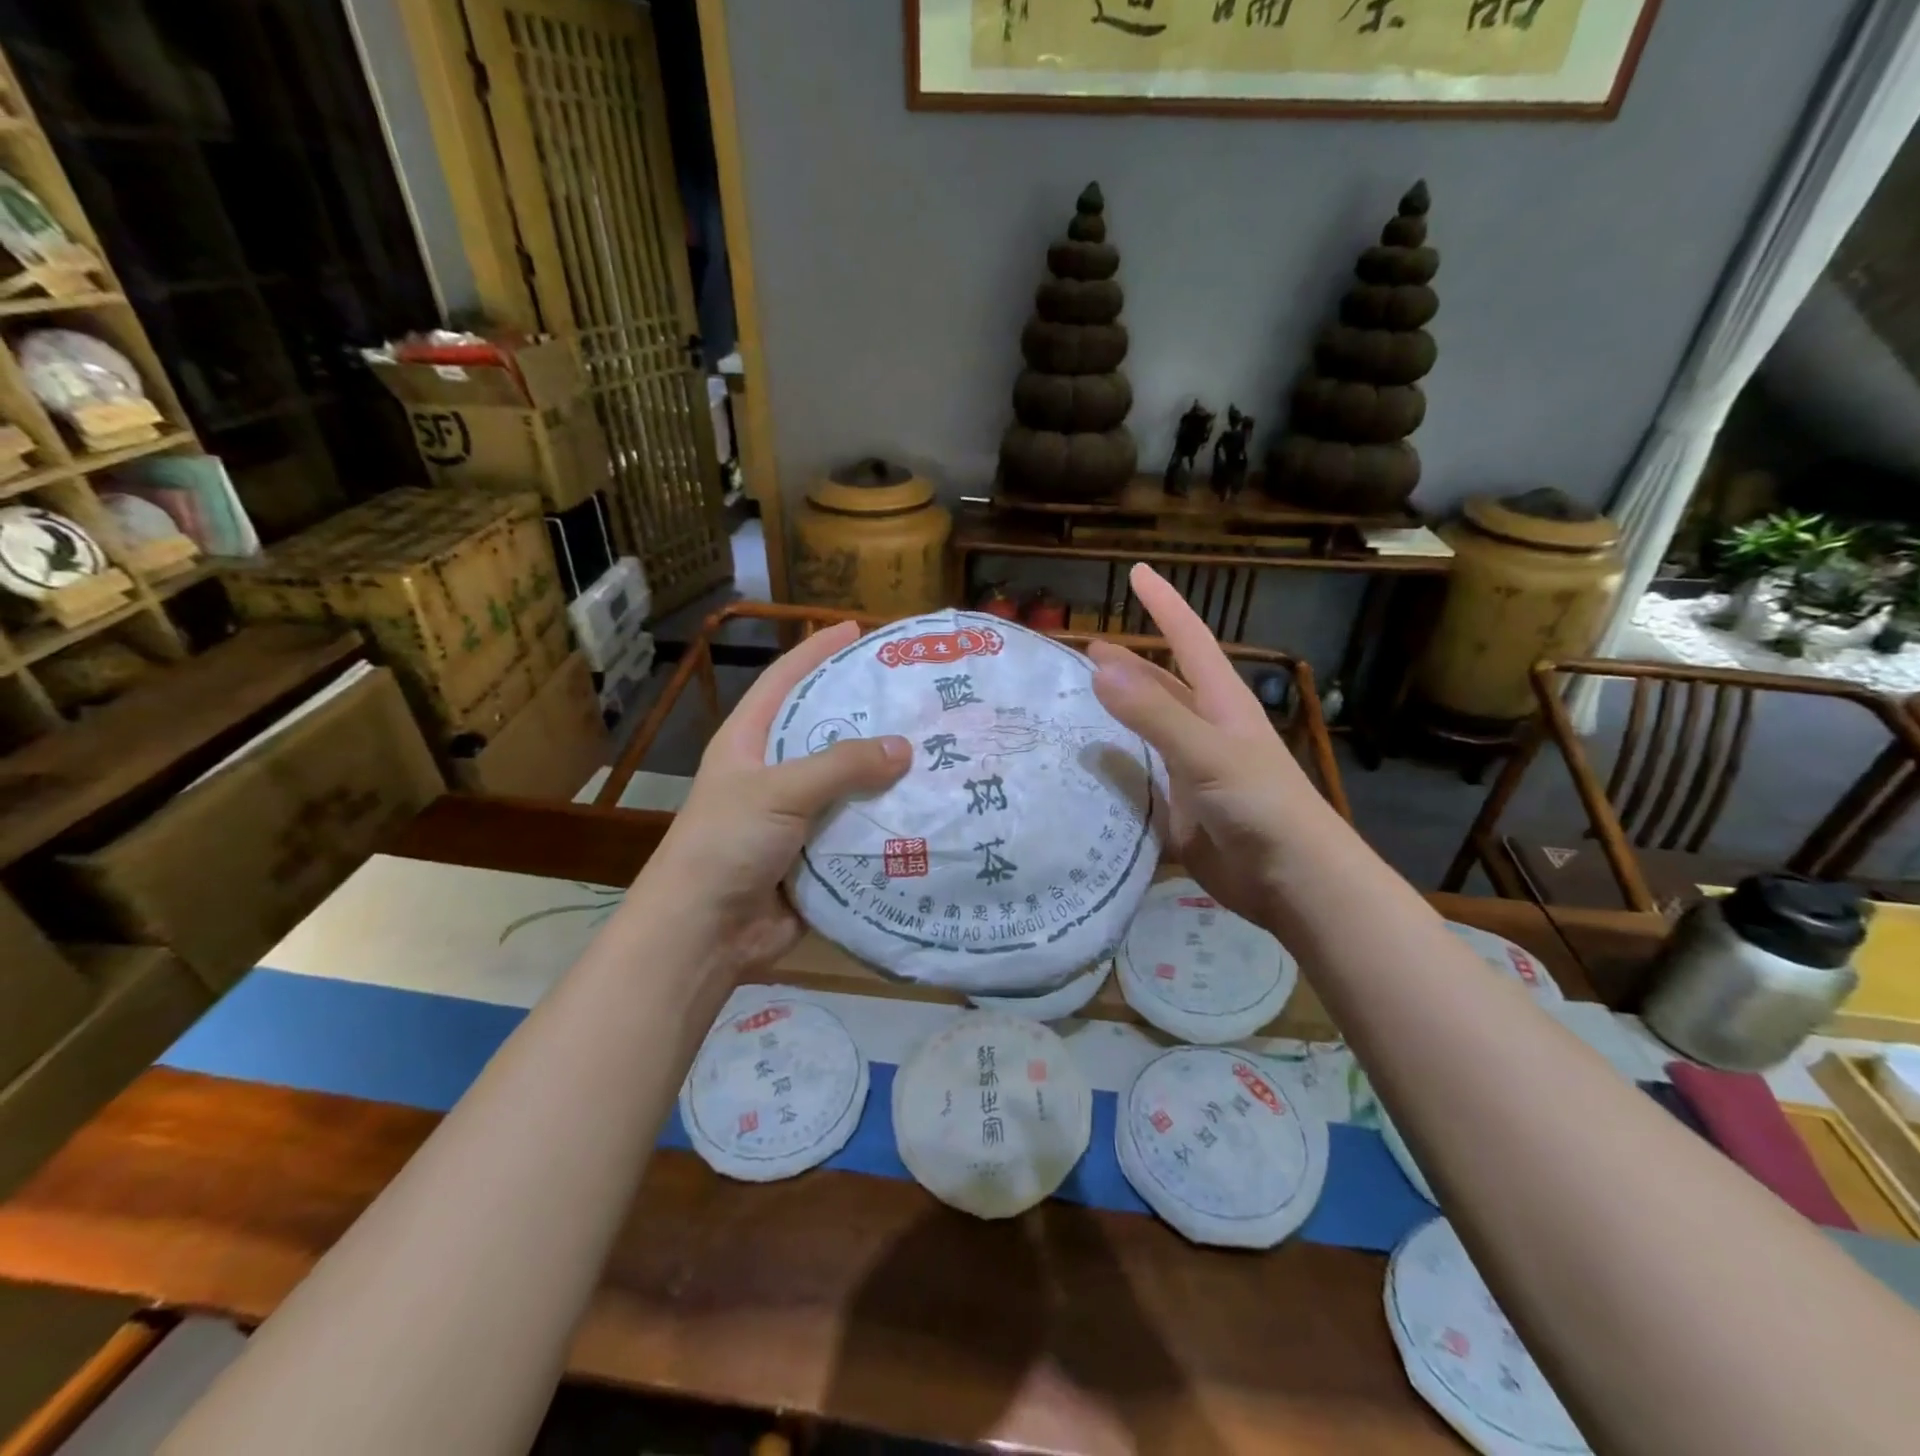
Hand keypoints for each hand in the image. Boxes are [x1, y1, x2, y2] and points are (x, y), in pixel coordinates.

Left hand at [640, 621, 910, 978]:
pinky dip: (889, 821)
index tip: (856, 629)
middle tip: (918, 696)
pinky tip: (929, 808)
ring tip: (938, 748)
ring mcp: (798, 816)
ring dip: (887, 773)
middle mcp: (775, 773)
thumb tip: (904, 747)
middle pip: (827, 731)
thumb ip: (841, 765)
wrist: (704, 935)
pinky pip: (860, 828)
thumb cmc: (726, 845)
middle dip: (869, 715)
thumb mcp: (778, 792)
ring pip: (850, 784)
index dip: (817, 652)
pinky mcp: (818, 854)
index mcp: (749, 742)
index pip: (784, 681)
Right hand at [1089, 565, 1329, 930]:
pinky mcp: (1178, 808)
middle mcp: (1203, 729)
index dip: (1164, 604)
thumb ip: (1154, 713)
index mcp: (1219, 703)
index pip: (1188, 639)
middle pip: (1159, 686)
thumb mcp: (1207, 752)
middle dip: (1126, 665)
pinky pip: (1138, 780)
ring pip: (1144, 734)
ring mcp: (1190, 770)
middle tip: (1080, 653)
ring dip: (1112, 719)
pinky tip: (1081, 771)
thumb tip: (1099, 665)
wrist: (1292, 881)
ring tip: (1069, 707)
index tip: (1137, 572)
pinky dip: (1112, 772)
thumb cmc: (1261, 805)